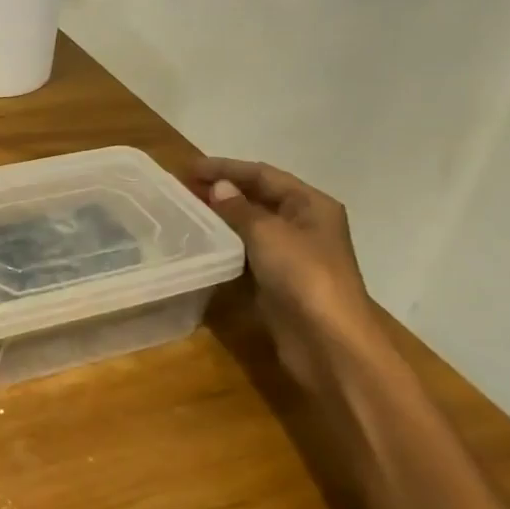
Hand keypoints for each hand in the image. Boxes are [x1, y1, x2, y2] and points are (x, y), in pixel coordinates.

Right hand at [188, 159, 385, 393]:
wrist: (327, 340)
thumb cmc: (303, 276)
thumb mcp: (268, 233)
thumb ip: (239, 208)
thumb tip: (218, 187)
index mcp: (311, 205)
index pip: (263, 174)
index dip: (225, 168)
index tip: (188, 168)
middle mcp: (305, 224)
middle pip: (259, 197)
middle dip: (223, 190)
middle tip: (183, 187)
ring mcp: (292, 254)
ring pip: (252, 225)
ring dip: (222, 216)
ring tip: (186, 210)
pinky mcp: (278, 280)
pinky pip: (248, 251)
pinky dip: (226, 243)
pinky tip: (203, 242)